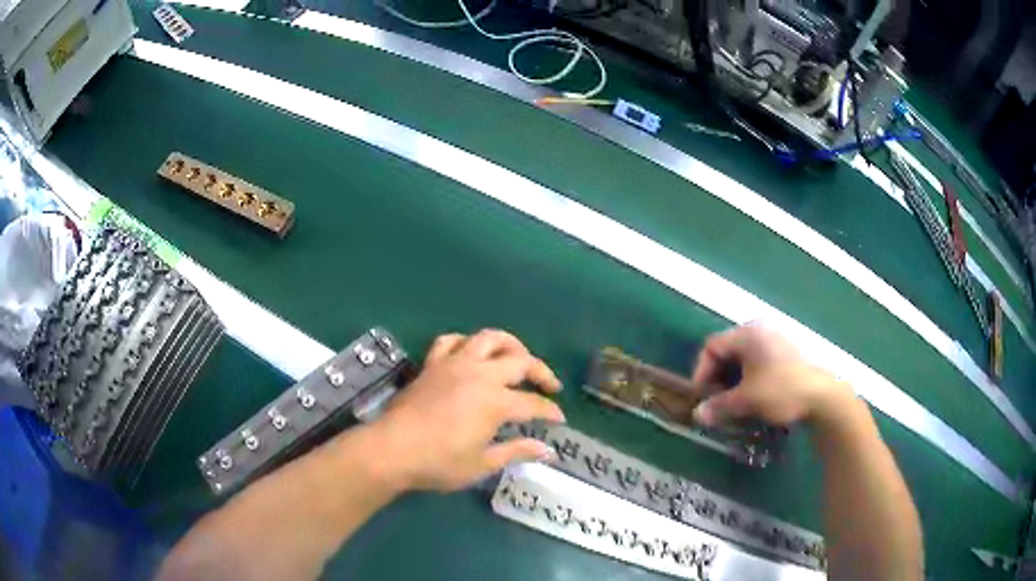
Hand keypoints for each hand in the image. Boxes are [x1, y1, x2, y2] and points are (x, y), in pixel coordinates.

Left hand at [372, 329, 563, 491]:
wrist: (391, 449)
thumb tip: (548, 451)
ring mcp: (454, 364)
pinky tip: (471, 355)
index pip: (533, 403)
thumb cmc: (439, 462)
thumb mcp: (482, 463)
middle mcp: (480, 375)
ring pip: (488, 338)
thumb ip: (516, 452)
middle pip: (520, 361)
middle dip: (541, 372)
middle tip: (550, 386)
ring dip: (510, 344)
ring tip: (517, 358)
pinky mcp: (432, 364)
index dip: (550, 411)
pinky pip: (451, 341)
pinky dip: (466, 343)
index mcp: (496, 402)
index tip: (559, 420)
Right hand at [689, 323, 855, 426]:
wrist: (822, 396)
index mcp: (747, 334)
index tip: (702, 397)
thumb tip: (697, 416)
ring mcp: (775, 341)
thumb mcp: (746, 400)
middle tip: (716, 401)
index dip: (701, 372)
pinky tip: (752, 398)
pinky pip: (758, 363)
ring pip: (743, 359)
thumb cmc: (781, 391)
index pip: (712, 346)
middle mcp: (760, 331)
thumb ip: (719, 406)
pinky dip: (748, 379)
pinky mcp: (786, 354)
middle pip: (727, 351)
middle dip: (717, 378)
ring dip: (732, 381)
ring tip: (732, 403)